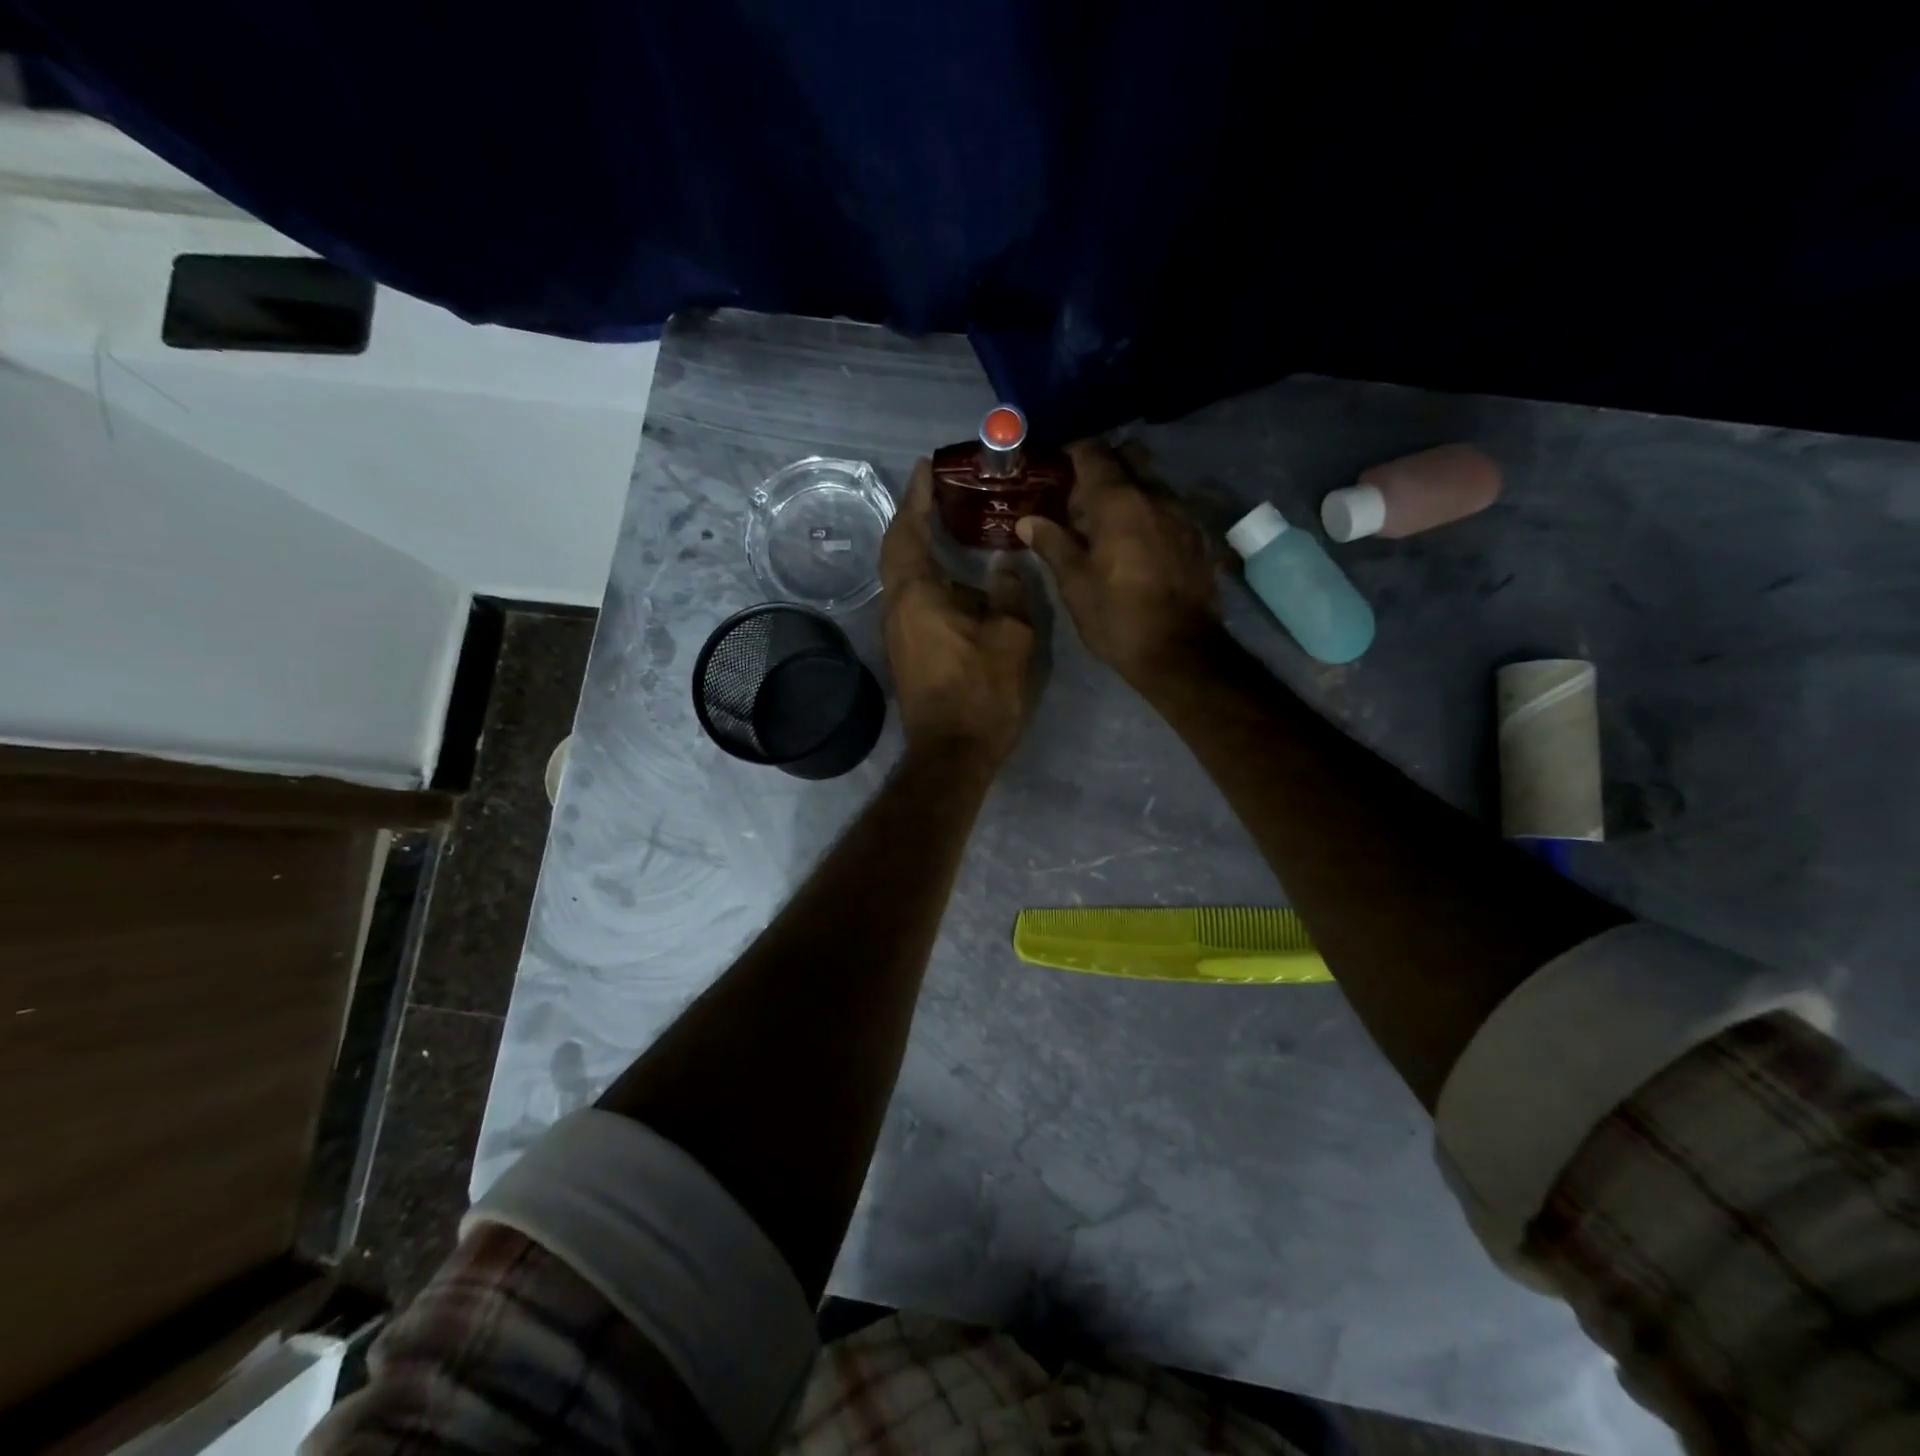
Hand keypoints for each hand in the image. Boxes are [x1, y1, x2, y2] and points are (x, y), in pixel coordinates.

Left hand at [881, 462, 1039, 767]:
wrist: (952, 754)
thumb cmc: (981, 692)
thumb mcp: (1011, 637)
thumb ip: (1009, 592)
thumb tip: (1005, 564)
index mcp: (917, 594)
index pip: (907, 530)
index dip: (916, 496)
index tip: (927, 465)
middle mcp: (897, 608)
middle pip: (899, 551)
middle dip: (916, 518)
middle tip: (944, 494)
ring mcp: (899, 633)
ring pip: (906, 578)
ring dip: (924, 550)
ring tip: (955, 530)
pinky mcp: (909, 653)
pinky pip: (915, 600)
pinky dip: (931, 579)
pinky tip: (960, 582)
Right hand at [1017, 440, 1218, 685]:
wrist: (1181, 652)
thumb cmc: (1117, 618)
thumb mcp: (1075, 585)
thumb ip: (1053, 545)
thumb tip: (1028, 520)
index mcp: (1118, 502)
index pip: (1093, 453)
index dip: (1071, 453)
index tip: (1054, 467)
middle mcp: (1155, 495)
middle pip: (1129, 458)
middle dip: (1104, 468)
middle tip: (1080, 499)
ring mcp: (1182, 514)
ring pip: (1151, 483)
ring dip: (1128, 493)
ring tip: (1105, 527)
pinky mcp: (1197, 537)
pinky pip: (1168, 509)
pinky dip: (1148, 514)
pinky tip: (1135, 546)